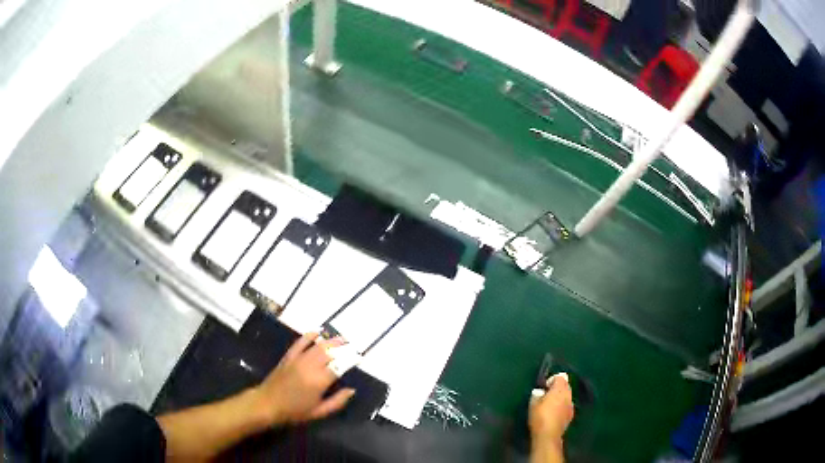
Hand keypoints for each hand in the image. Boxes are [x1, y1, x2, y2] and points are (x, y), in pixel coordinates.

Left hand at [254, 332, 355, 425]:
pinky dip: (309, 335)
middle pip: (330, 352)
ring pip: (318, 345)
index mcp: (319, 381)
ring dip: (331, 341)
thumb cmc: (294, 411)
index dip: (351, 360)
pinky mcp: (288, 356)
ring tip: (342, 339)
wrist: (267, 404)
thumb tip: (351, 390)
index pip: (339, 366)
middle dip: (343, 347)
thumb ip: (337, 401)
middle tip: (353, 346)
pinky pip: (300, 342)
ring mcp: (298, 360)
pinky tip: (318, 332)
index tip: (359, 357)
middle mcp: (310, 367)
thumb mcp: (319, 412)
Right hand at [529, 373, 574, 444]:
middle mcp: (568, 395)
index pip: (560, 377)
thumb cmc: (539, 418)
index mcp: (559, 389)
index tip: (544, 387)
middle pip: (566, 385)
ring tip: (550, 404)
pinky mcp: (571, 414)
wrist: (548, 435)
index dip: (552, 380)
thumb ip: (537, 394)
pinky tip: (555, 413)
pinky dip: (563, 405)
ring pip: (568, 395)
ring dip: (561, 396)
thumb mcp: (533, 404)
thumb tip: (540, 391)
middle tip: (546, 395)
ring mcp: (571, 405)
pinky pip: (568, 404)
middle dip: (558, 387)